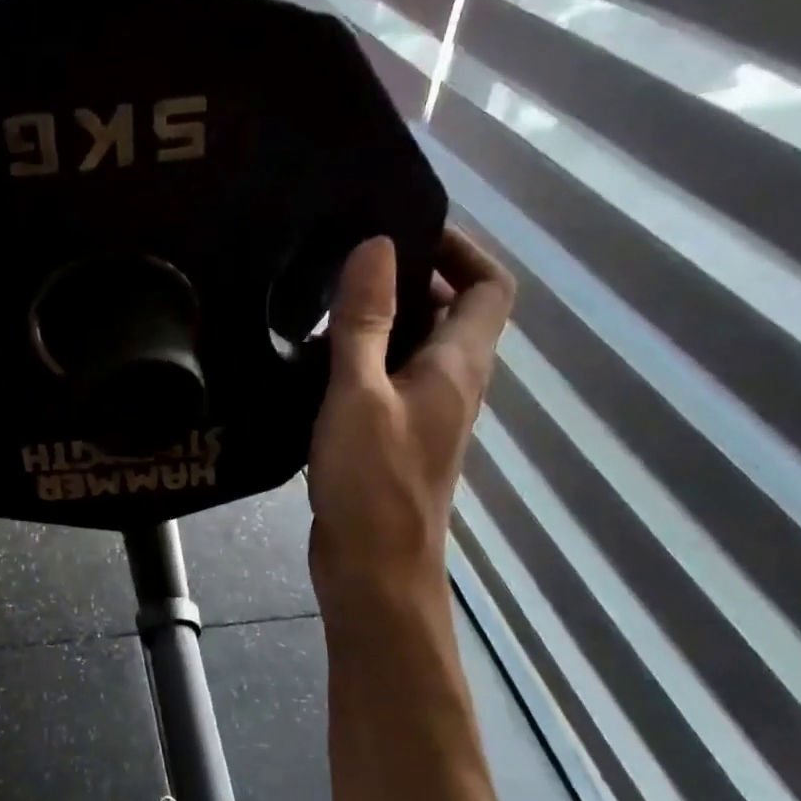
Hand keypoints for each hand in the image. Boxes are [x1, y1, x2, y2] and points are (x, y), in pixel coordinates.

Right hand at [307, 226, 514, 611]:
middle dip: (407, 279)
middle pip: (450, 312)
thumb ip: (366, 322)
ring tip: (318, 304)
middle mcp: (450, 383)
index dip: (460, 250)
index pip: (488, 287)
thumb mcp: (360, 394)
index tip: (404, 231)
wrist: (374, 569)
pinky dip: (359, 358)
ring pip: (412, 346)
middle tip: (344, 265)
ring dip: (377, 320)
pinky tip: (311, 359)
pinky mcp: (392, 435)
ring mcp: (422, 412)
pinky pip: (385, 377)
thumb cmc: (372, 483)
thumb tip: (377, 245)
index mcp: (458, 366)